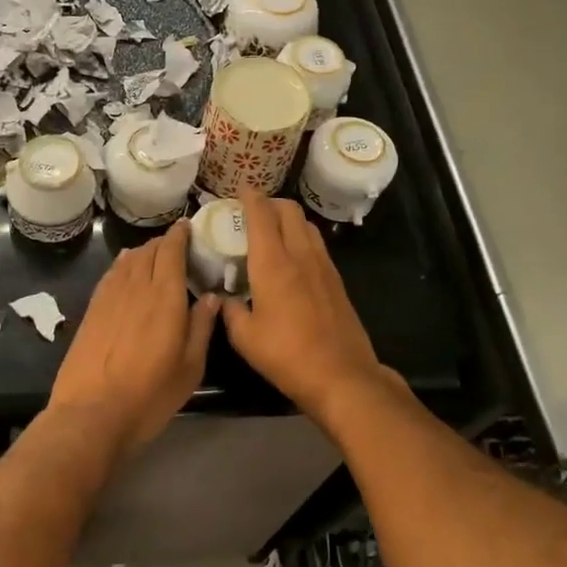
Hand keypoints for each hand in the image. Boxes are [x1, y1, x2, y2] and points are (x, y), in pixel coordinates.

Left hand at [47, 221, 219, 455]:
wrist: (92, 413)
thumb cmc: (149, 395)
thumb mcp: (189, 368)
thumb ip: (202, 327)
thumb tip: (212, 297)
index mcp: (166, 297)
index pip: (172, 251)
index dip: (179, 235)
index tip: (188, 227)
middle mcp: (137, 287)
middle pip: (150, 251)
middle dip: (164, 242)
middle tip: (177, 245)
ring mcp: (110, 296)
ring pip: (129, 259)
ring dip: (144, 251)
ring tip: (155, 254)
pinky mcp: (92, 309)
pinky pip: (111, 274)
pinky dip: (123, 264)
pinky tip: (126, 267)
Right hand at [222, 192, 401, 421]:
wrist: (342, 375)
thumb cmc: (287, 355)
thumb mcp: (245, 338)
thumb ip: (230, 311)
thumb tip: (223, 299)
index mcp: (273, 263)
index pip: (262, 215)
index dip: (250, 197)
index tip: (240, 190)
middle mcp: (300, 255)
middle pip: (289, 210)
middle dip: (270, 202)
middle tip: (253, 211)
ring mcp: (323, 266)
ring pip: (306, 225)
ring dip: (288, 218)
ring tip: (272, 231)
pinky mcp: (337, 280)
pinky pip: (317, 244)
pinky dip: (301, 237)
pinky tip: (292, 257)